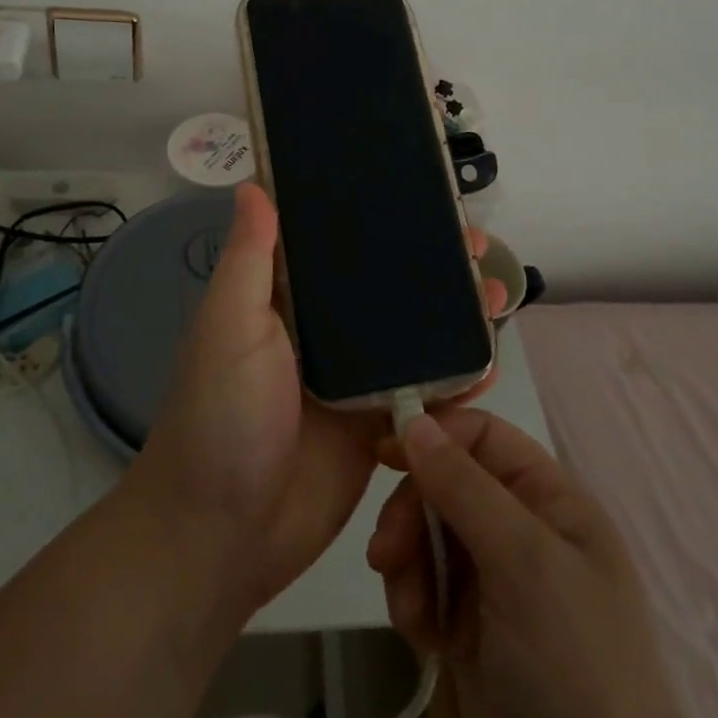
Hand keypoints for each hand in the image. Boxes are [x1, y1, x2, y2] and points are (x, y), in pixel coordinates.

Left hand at [132, 183, 502, 614]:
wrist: (223, 536)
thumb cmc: (220, 416)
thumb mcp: (228, 325)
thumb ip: (249, 258)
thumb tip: (252, 182)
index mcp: (283, 298)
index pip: (335, 244)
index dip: (374, 217)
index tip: (418, 194)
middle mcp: (321, 331)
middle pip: (383, 286)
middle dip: (428, 263)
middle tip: (475, 244)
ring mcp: (352, 380)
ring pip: (410, 334)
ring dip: (451, 314)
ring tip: (496, 291)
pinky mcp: (375, 426)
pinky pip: (423, 392)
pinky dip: (457, 377)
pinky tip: (489, 362)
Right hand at [367, 409, 699, 717]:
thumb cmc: (575, 665)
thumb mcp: (525, 563)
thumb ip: (465, 486)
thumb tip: (414, 419)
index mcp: (550, 500)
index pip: (483, 436)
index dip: (436, 435)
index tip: (384, 452)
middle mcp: (523, 530)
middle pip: (447, 483)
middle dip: (412, 511)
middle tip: (385, 551)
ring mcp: (498, 583)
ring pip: (430, 535)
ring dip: (407, 562)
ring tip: (405, 607)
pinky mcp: (473, 630)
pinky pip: (427, 587)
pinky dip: (414, 601)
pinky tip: (418, 635)